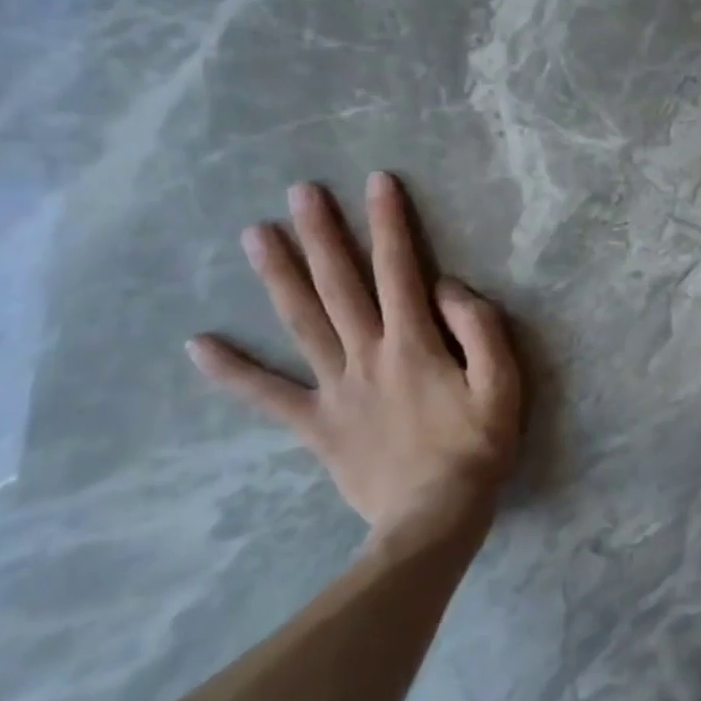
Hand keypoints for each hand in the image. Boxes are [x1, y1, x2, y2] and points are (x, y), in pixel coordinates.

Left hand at [187, 171, 522, 533]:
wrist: (433, 519)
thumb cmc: (477, 447)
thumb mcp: (502, 383)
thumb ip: (480, 329)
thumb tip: (447, 288)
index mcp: (414, 342)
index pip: (400, 269)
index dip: (390, 222)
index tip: (377, 181)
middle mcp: (367, 354)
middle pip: (339, 285)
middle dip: (322, 234)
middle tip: (300, 192)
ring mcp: (335, 389)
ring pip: (301, 323)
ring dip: (278, 276)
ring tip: (254, 235)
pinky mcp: (317, 424)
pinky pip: (269, 396)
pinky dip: (232, 371)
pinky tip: (198, 345)